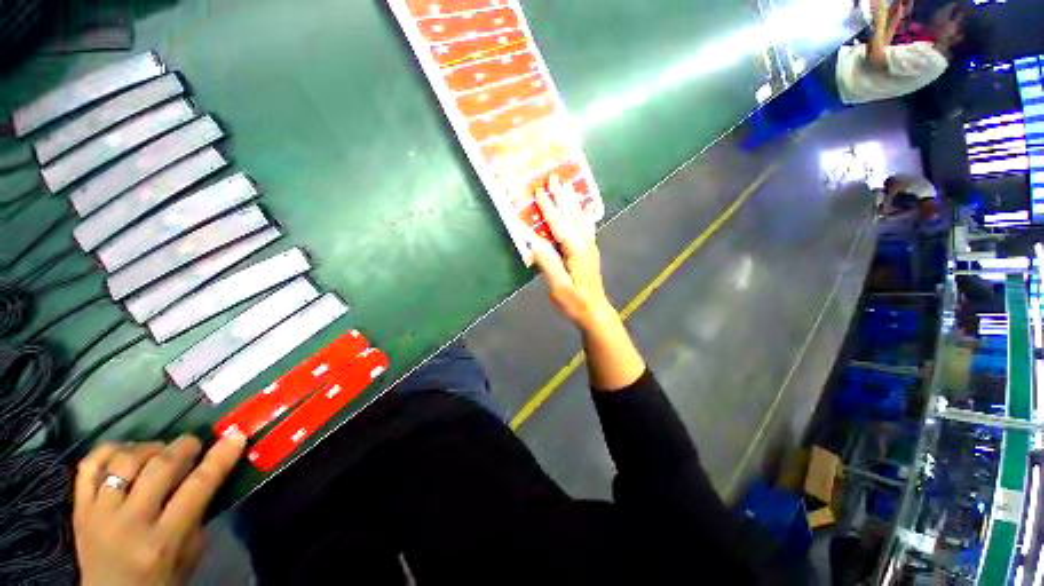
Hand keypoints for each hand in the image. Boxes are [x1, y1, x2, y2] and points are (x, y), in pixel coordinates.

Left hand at [73, 434, 245, 585]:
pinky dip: (109, 451)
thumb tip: (211, 473)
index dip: (219, 457)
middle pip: (159, 468)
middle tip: (194, 443)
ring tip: (159, 450)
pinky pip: (88, 467)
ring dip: (148, 448)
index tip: (235, 436)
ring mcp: (99, 514)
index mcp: (163, 540)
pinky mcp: (78, 509)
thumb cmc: (162, 580)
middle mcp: (130, 523)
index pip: (197, 487)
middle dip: (183, 446)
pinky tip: (124, 453)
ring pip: (123, 462)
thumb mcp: (189, 555)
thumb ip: (197, 515)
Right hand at [527, 177, 614, 329]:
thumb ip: (547, 262)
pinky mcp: (590, 251)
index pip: (559, 224)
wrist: (595, 311)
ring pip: (581, 218)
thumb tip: (534, 240)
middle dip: (562, 196)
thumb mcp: (558, 285)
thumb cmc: (574, 301)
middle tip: (554, 177)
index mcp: (575, 250)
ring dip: (573, 201)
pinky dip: (584, 214)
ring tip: (569, 186)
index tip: (538, 190)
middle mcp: (585, 243)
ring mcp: (590, 246)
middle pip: (572, 215)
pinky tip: (586, 209)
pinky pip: (587, 226)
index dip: (548, 207)